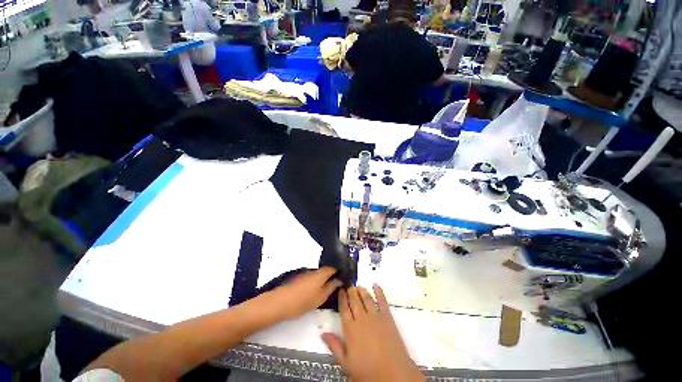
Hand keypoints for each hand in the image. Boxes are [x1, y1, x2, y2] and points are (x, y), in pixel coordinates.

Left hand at [266, 267, 341, 320]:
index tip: (343, 278)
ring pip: (318, 274)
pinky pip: (311, 277)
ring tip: (324, 290)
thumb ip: (331, 287)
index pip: (334, 267)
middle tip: (335, 286)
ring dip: (322, 279)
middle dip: (331, 276)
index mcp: (321, 273)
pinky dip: (314, 282)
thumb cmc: (302, 301)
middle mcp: (313, 270)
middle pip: (326, 270)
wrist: (278, 303)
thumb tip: (339, 280)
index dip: (340, 271)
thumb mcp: (320, 298)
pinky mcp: (298, 277)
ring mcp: (305, 272)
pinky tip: (312, 291)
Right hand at [321, 285, 423, 381]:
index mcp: (350, 329)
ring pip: (366, 298)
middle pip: (355, 300)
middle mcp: (362, 318)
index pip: (344, 308)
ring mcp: (375, 316)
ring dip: (362, 290)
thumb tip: (323, 333)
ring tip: (358, 286)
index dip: (342, 298)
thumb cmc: (367, 371)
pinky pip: (382, 300)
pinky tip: (376, 285)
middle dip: (351, 291)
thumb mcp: (346, 363)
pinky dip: (379, 291)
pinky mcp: (387, 317)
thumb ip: (334, 346)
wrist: (392, 374)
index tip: (340, 290)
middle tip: (349, 285)